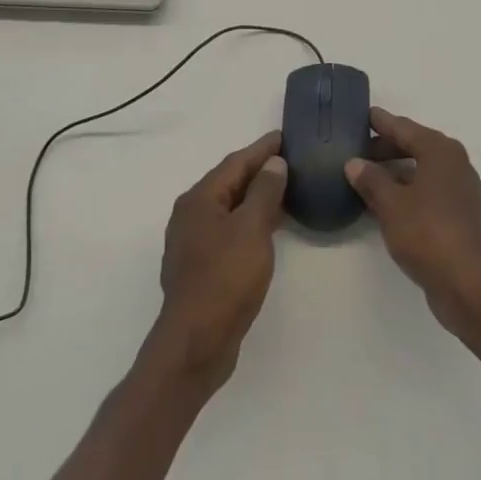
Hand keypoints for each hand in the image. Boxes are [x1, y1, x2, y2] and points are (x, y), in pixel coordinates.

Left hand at [150, 131, 287, 388]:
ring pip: (228, 207)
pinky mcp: (200, 266)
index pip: (235, 162)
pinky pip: (228, 229)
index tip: (285, 136)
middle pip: (229, 182)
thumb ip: (265, 191)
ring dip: (255, 197)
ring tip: (284, 189)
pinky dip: (248, 221)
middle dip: (258, 170)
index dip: (262, 149)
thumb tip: (273, 163)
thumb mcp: (252, 229)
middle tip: (289, 160)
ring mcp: (192, 242)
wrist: (196, 343)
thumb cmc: (225, 279)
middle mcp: (191, 214)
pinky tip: (267, 228)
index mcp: (200, 199)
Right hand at [344, 108, 480, 337]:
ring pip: (419, 171)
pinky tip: (383, 205)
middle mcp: (453, 164)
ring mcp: (458, 191)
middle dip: (384, 148)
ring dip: (393, 173)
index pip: (403, 127)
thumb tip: (354, 163)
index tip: (361, 114)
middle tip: (355, 151)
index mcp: (439, 150)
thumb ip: (371, 180)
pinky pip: (425, 193)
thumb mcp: (391, 204)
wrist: (471, 285)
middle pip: (413, 146)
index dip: (380, 122)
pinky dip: (405, 193)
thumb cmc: (429, 233)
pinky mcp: (458, 216)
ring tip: (363, 178)